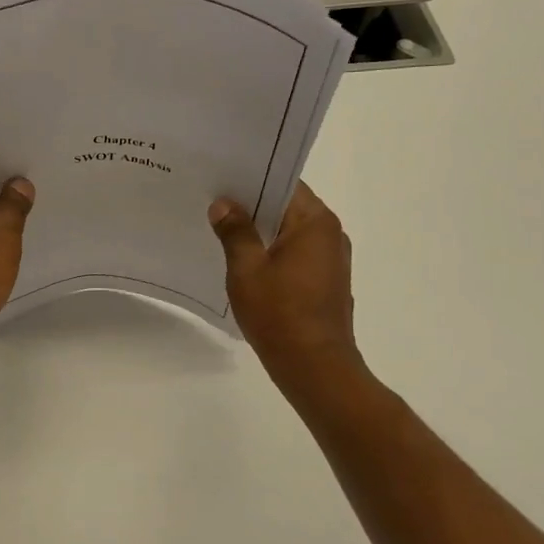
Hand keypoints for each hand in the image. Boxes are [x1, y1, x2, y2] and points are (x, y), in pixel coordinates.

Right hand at [210, 183, 364, 379]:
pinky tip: (243, 261)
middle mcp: (330, 235)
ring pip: (289, 232)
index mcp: (315, 223)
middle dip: (251, 205)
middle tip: (212, 200)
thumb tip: (223, 204)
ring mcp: (330, 260)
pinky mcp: (325, 282)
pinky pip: (294, 253)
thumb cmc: (280, 313)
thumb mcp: (246, 268)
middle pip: (287, 207)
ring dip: (260, 231)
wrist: (314, 367)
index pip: (284, 184)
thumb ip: (235, 231)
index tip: (221, 177)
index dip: (252, 178)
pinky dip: (271, 252)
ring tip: (221, 228)